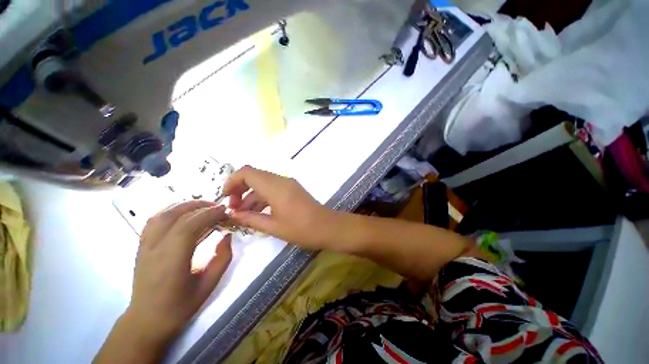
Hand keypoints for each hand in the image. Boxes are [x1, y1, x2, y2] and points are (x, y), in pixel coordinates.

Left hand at [128, 200, 232, 341]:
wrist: (146, 320)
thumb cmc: (180, 306)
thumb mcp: (209, 285)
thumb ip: (222, 258)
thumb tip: (228, 235)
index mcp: (171, 262)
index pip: (188, 227)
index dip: (209, 214)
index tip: (226, 211)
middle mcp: (154, 249)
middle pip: (175, 215)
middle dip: (200, 206)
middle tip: (218, 207)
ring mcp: (145, 246)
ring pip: (162, 214)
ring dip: (185, 205)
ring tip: (204, 207)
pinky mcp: (141, 245)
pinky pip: (154, 220)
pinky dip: (171, 210)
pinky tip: (184, 213)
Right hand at [221, 166, 330, 248]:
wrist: (327, 227)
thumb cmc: (301, 229)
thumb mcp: (273, 227)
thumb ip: (250, 219)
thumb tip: (231, 215)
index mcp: (275, 187)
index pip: (247, 172)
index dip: (232, 181)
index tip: (225, 198)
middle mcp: (281, 180)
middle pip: (254, 176)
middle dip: (240, 189)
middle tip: (233, 209)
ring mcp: (288, 184)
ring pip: (263, 183)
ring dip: (251, 195)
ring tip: (242, 215)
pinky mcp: (292, 189)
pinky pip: (272, 188)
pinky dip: (262, 197)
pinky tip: (257, 213)